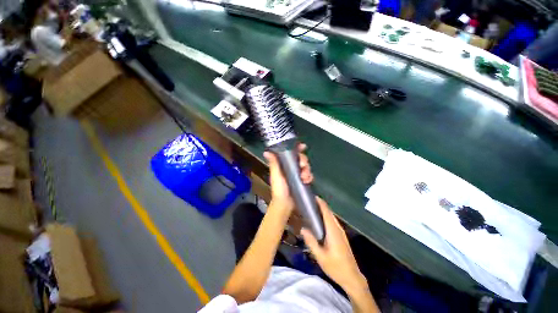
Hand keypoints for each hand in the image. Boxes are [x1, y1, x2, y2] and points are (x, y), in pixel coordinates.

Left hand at [263, 143, 312, 213]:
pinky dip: (309, 176)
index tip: (302, 146)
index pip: (291, 153)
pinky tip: (307, 181)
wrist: (285, 204)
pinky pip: (309, 175)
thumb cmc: (279, 188)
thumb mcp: (276, 175)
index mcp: (283, 164)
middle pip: (301, 158)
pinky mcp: (303, 180)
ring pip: (306, 166)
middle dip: (304, 161)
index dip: (297, 148)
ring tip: (304, 177)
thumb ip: (274, 163)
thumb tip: (267, 152)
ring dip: (307, 170)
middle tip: (303, 166)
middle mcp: (291, 167)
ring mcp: (297, 174)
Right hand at [301, 198, 366, 292]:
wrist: (352, 277)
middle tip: (309, 202)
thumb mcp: (320, 256)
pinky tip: (319, 221)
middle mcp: (338, 228)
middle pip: (329, 212)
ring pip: (331, 217)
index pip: (327, 212)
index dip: (321, 203)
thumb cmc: (336, 267)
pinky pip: (332, 222)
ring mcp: (341, 232)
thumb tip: (302, 229)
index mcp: (333, 231)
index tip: (312, 196)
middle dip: (320, 205)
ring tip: (312, 209)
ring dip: (323, 210)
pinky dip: (326, 217)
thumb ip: (311, 242)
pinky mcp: (341, 236)